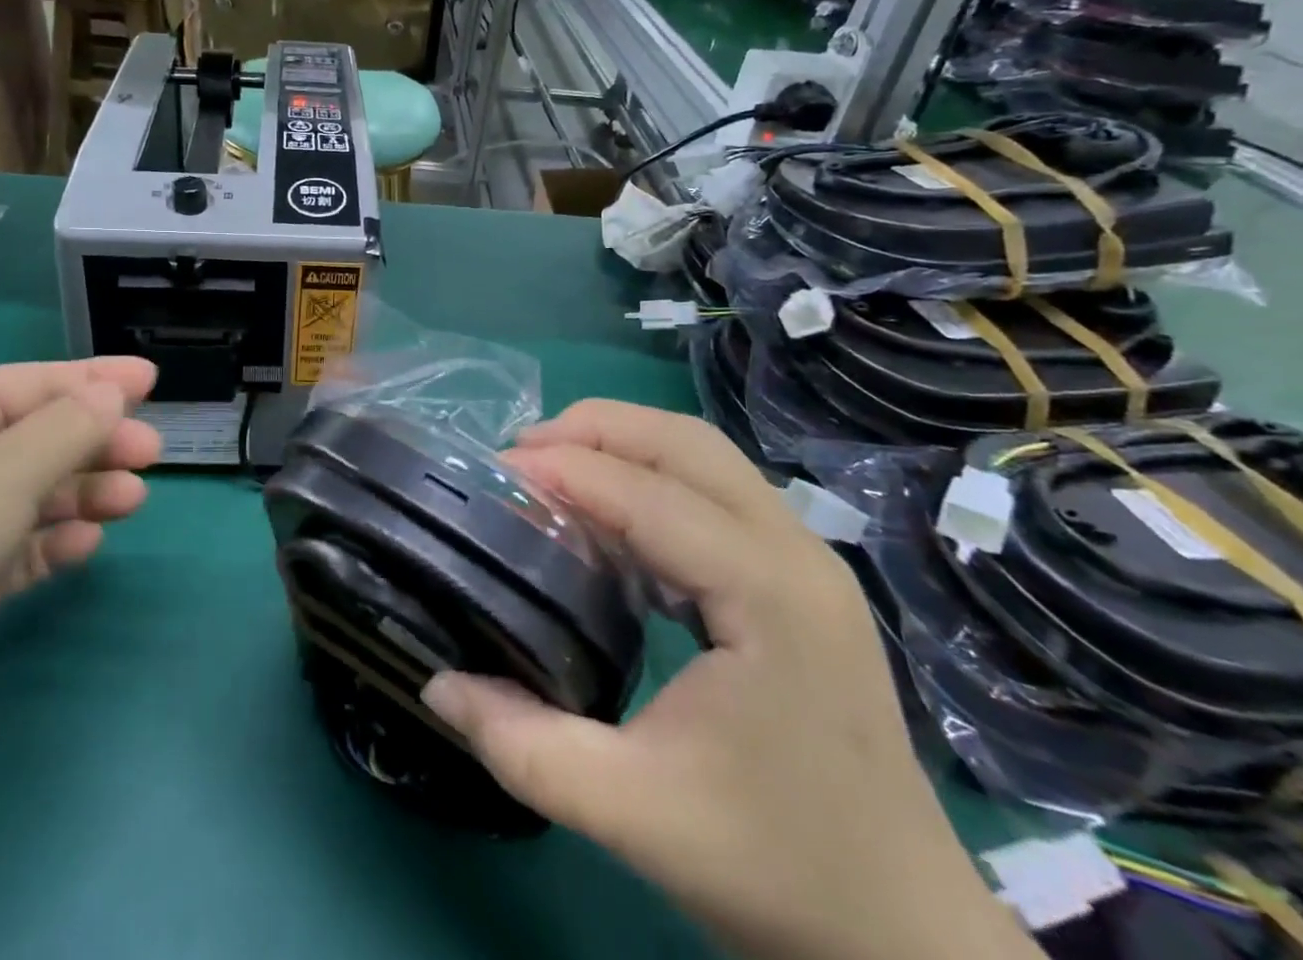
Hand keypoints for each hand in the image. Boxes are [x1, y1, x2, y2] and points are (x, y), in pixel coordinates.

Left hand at [0, 358, 161, 755]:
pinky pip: (24, 544)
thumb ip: (71, 426)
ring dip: (87, 492)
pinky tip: (84, 545)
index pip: (37, 382)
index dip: (96, 379)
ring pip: (40, 492)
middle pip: (44, 437)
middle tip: (150, 453)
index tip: (150, 381)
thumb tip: (112, 395)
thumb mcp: (8, 464)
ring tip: (131, 500)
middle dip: (100, 442)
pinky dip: (55, 540)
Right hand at [421, 402, 1038, 959]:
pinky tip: (606, 522)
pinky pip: (714, 493)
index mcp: (768, 594)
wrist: (902, 934)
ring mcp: (804, 560)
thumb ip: (522, 744)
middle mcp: (795, 553)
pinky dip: (650, 482)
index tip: (496, 470)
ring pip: (704, 457)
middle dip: (597, 429)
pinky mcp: (796, 579)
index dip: (566, 469)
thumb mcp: (631, 813)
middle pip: (686, 442)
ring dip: (624, 445)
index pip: (650, 495)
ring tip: (553, 469)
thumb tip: (436, 683)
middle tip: (521, 454)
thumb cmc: (775, 868)